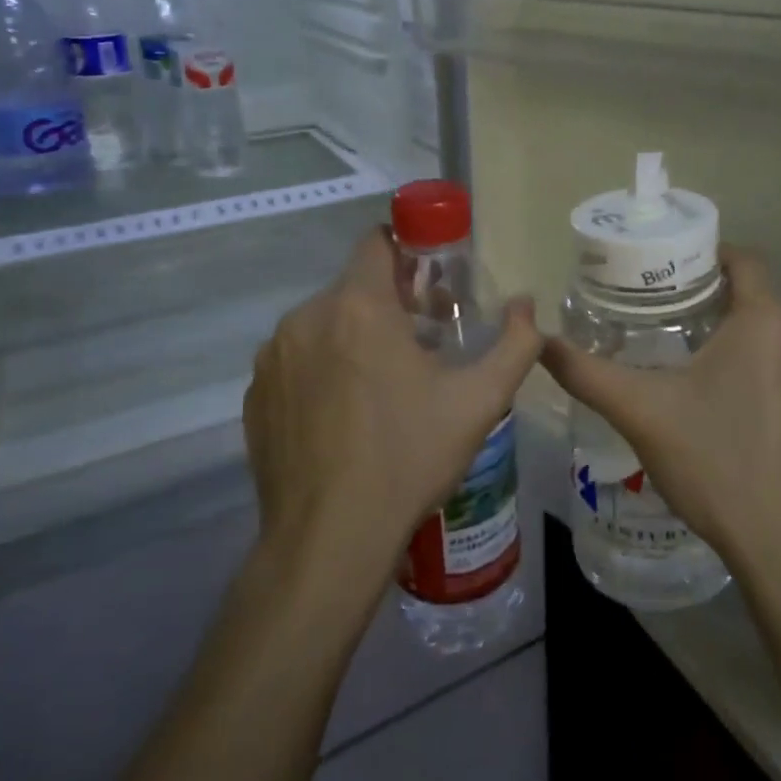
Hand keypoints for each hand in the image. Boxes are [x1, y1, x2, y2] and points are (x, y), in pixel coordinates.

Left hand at [244, 229, 541, 585]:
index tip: (431, 283)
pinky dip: (322, 370)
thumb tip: (526, 305)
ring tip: (384, 385)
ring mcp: (272, 357)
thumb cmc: (409, 456)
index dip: (408, 252)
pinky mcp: (254, 394)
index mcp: (358, 306)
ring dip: (354, 337)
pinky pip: (296, 360)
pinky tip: (344, 416)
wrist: (329, 538)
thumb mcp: (480, 400)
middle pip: (353, 287)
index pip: (377, 242)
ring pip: (323, 323)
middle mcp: (306, 318)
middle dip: (388, 303)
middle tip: (422, 343)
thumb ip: (516, 343)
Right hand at [540, 246, 780, 579]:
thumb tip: (539, 341)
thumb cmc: (712, 460)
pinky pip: (776, 372)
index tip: (667, 262)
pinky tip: (708, 399)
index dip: (707, 251)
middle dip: (706, 295)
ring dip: (725, 335)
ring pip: (764, 338)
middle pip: (752, 298)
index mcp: (766, 324)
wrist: (778, 545)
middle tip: (655, 305)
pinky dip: (744, 368)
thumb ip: (586, 372)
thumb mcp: (639, 410)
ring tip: (674, 349)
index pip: (745, 261)